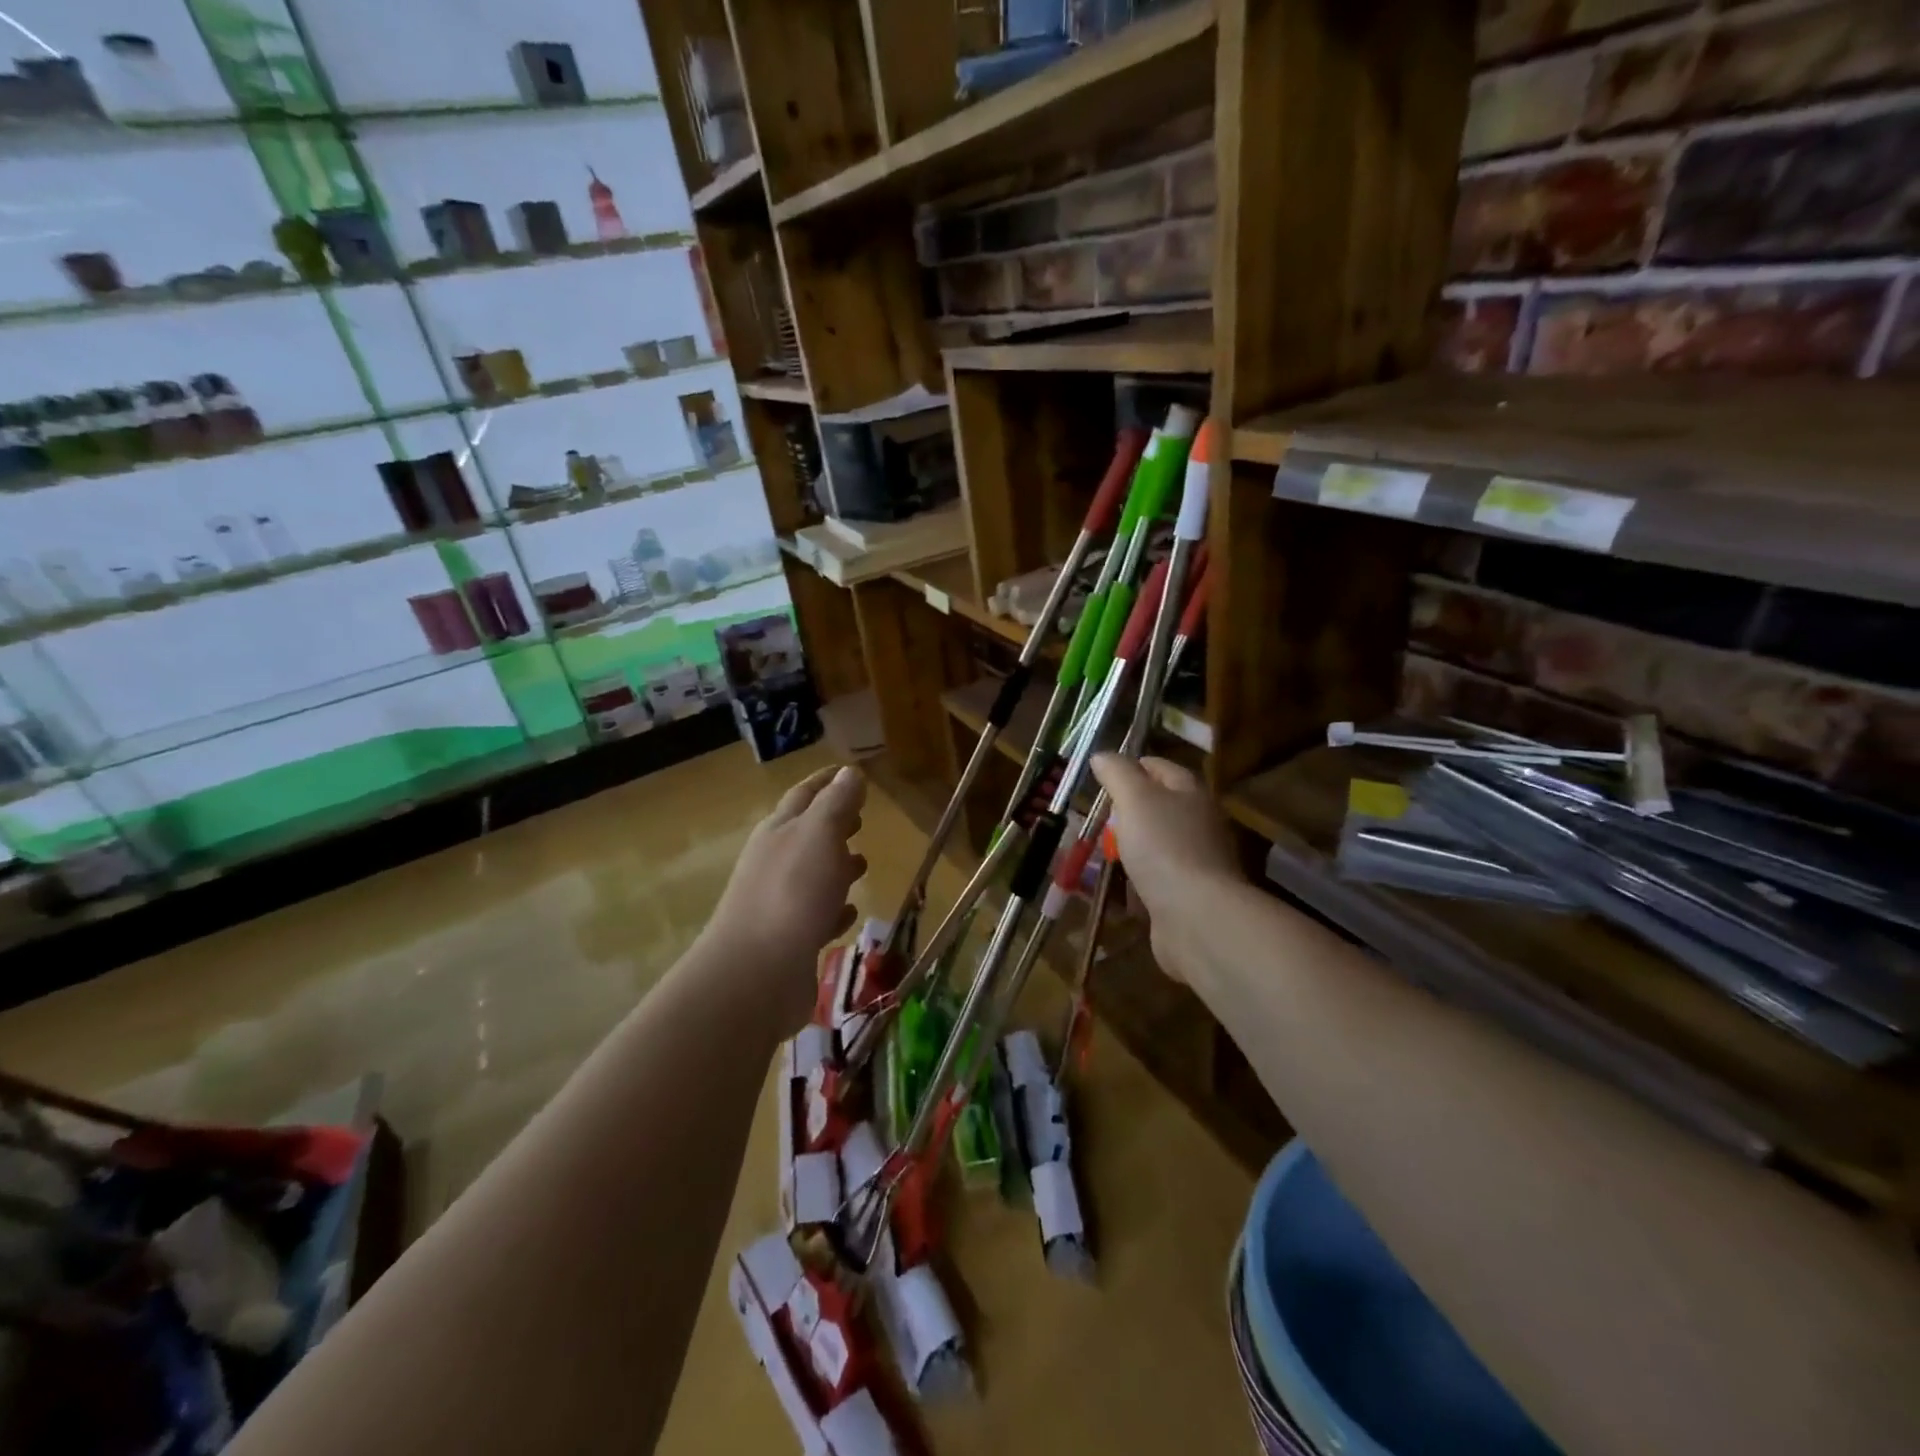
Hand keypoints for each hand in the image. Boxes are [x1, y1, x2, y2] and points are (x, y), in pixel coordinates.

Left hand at [707, 765, 867, 1026]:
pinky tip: (849, 912)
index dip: (828, 781)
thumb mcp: (820, 835)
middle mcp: (774, 862)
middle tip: (862, 820)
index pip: (805, 794)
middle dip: (834, 824)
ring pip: (812, 875)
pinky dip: (834, 908)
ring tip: (863, 863)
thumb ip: (837, 803)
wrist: (756, 974)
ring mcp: (779, 903)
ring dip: (836, 866)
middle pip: (806, 834)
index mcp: (779, 831)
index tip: (851, 772)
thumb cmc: (792, 892)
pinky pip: (816, 915)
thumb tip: (849, 772)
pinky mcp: (789, 941)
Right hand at [1090, 754, 1241, 983]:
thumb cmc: (1164, 847)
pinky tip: (1116, 889)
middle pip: (1158, 808)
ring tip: (1099, 856)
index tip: (1102, 776)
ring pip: (1155, 846)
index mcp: (1191, 793)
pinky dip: (1136, 884)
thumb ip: (1117, 774)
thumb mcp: (1135, 799)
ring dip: (1129, 850)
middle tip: (1097, 820)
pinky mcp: (1188, 896)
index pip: (1160, 767)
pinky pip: (1155, 881)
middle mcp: (1199, 824)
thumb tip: (1102, 755)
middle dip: (1126, 813)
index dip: (1132, 766)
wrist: (1197, 917)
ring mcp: (1196, 862)